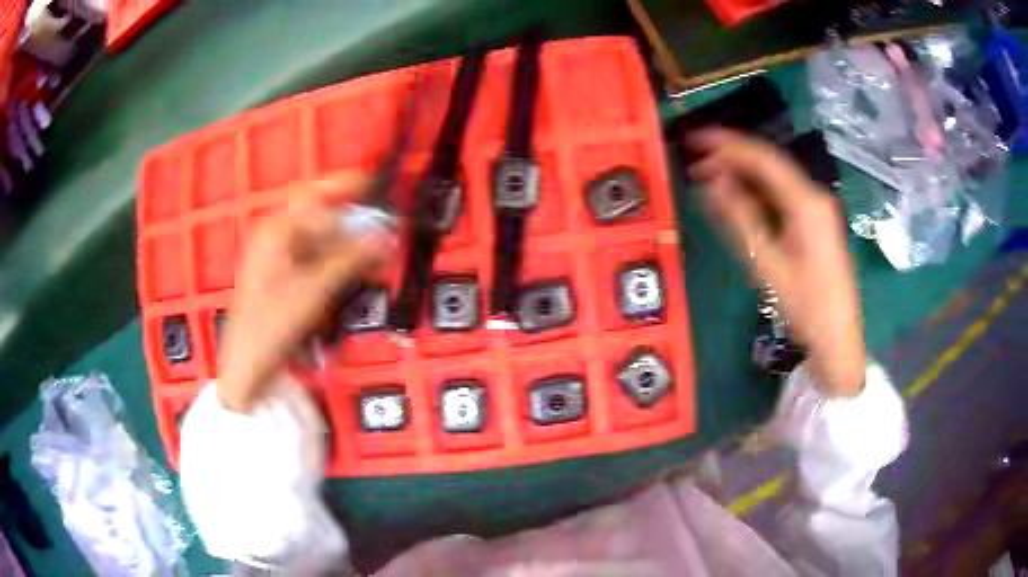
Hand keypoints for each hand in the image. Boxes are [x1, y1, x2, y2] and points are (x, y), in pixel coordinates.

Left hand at [219, 188, 393, 412]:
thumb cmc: (270, 325)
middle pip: (320, 220)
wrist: (248, 366)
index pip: (315, 197)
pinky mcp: (284, 279)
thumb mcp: (313, 291)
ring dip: (347, 249)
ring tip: (373, 260)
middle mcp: (275, 239)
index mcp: (275, 231)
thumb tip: (384, 237)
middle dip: (352, 227)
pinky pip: (315, 262)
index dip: (346, 188)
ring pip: (320, 243)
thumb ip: (350, 260)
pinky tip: (352, 276)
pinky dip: (335, 266)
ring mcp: (278, 260)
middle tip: (382, 236)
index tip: (375, 187)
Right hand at [688, 129, 865, 396]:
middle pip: (770, 164)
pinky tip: (739, 198)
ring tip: (711, 178)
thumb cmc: (806, 305)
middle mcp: (814, 196)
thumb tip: (712, 181)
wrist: (838, 338)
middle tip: (696, 163)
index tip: (695, 139)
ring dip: (743, 175)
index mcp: (806, 202)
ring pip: (775, 179)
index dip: (728, 144)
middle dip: (732, 158)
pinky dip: (758, 192)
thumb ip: (739, 217)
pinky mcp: (816, 222)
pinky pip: (783, 195)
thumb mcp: (767, 263)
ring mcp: (818, 208)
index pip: (763, 158)